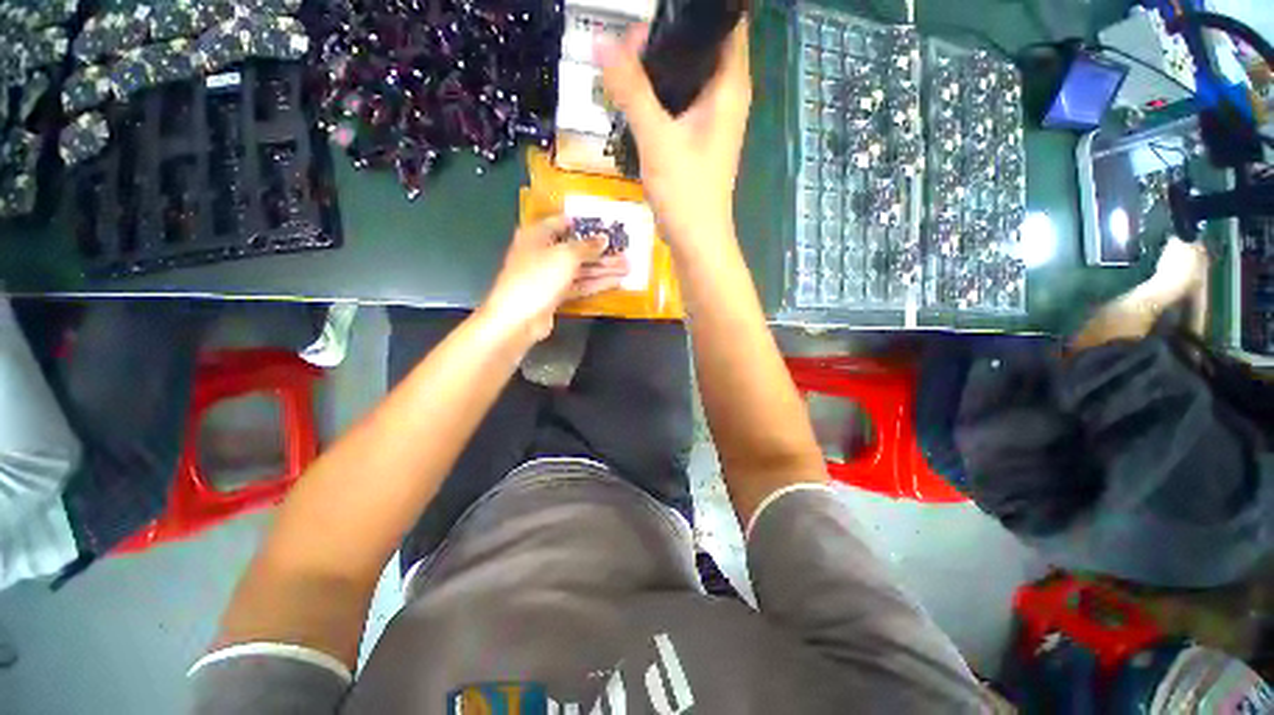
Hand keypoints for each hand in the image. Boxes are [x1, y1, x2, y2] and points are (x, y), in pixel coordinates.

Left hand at [480, 216, 628, 343]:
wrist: (519, 318)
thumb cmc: (538, 278)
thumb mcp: (565, 256)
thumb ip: (586, 246)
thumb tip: (603, 239)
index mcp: (537, 235)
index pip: (562, 222)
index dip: (583, 223)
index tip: (605, 224)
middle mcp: (542, 253)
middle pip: (575, 249)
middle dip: (600, 250)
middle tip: (624, 250)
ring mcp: (550, 276)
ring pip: (580, 269)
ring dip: (603, 268)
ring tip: (627, 267)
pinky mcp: (556, 295)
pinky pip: (579, 286)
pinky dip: (596, 283)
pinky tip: (616, 282)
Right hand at [597, 20, 751, 245]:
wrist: (695, 241)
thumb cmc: (686, 192)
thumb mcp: (657, 138)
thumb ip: (632, 90)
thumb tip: (601, 43)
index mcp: (729, 85)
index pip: (725, 21)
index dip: (695, 10)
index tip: (658, 9)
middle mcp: (726, 96)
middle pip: (701, 45)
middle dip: (666, 35)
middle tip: (628, 35)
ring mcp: (711, 120)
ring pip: (687, 75)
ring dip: (659, 66)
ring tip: (625, 58)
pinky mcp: (697, 139)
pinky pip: (679, 102)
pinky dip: (659, 94)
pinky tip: (634, 94)